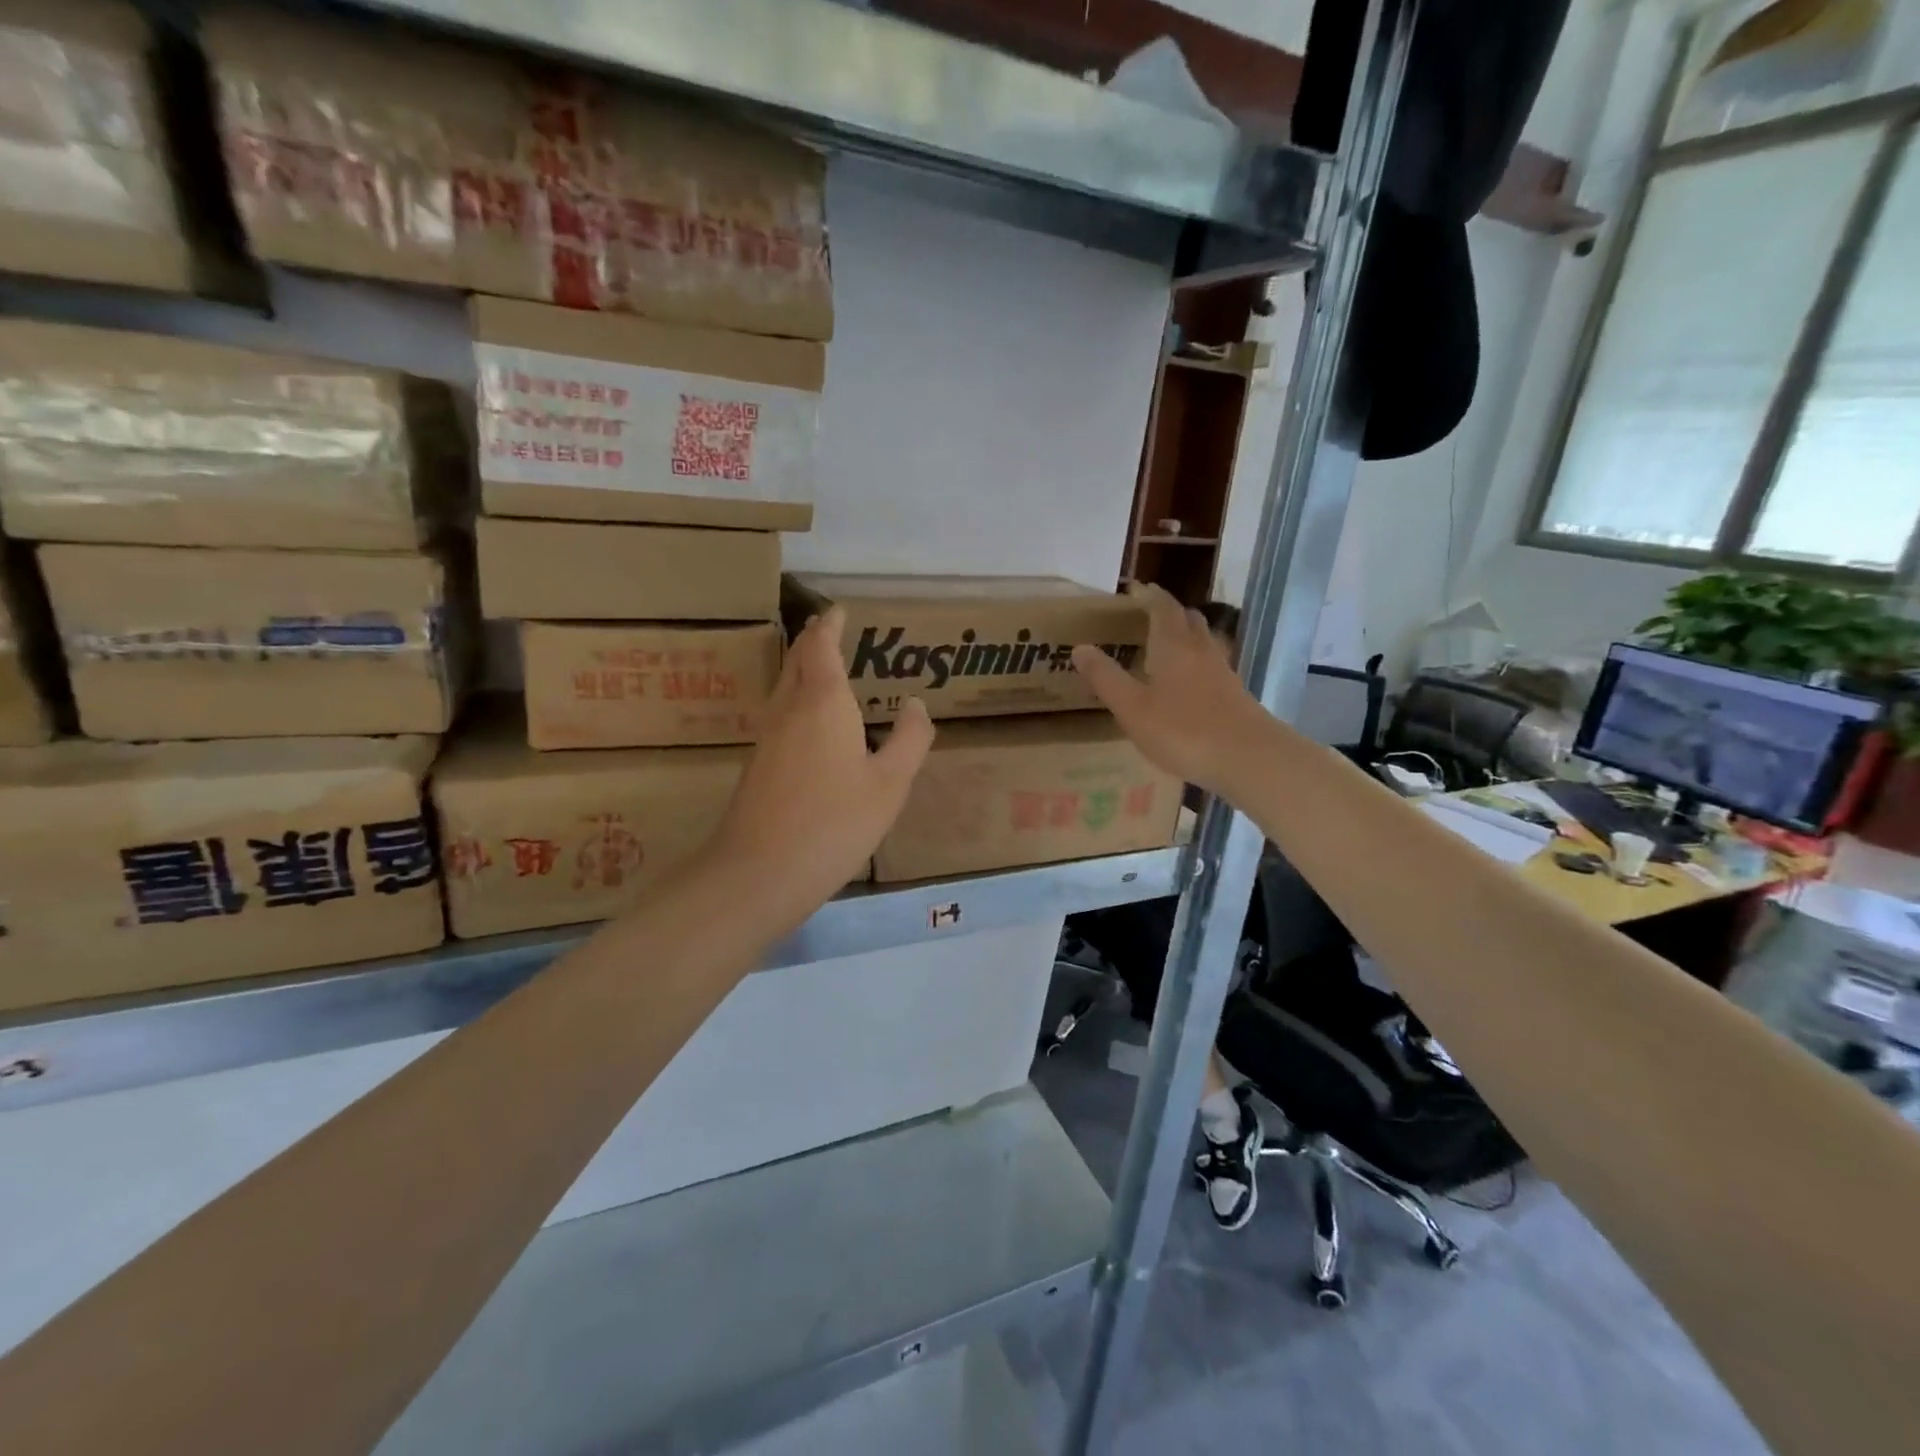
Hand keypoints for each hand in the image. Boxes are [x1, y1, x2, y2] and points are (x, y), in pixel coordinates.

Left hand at [705, 606, 934, 927]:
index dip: (830, 625)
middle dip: (812, 640)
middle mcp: (789, 709)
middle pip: (797, 660)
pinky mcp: (758, 763)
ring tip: (823, 665)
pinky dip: (797, 698)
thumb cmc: (834, 823)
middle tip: (829, 628)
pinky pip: (780, 712)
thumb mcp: (890, 784)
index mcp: (824, 702)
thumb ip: (909, 740)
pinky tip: (810, 720)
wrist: (760, 872)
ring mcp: (768, 736)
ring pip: (784, 686)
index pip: (822, 646)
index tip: (838, 609)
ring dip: (802, 667)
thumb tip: (916, 705)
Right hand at [1071, 584, 1272, 796]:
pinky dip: (1195, 663)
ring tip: (1164, 647)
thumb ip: (1106, 678)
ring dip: (1184, 636)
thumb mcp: (1132, 708)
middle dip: (1168, 612)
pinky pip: (1211, 665)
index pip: (1163, 607)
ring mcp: (1222, 671)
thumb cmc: (1183, 730)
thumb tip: (1080, 647)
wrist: (1248, 758)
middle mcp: (1201, 649)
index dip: (1149, 596)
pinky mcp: (1234, 693)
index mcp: (1173, 645)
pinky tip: (1187, 683)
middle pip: (1188, 619)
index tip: (1135, 590)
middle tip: (1146, 616)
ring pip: (1203, 641)